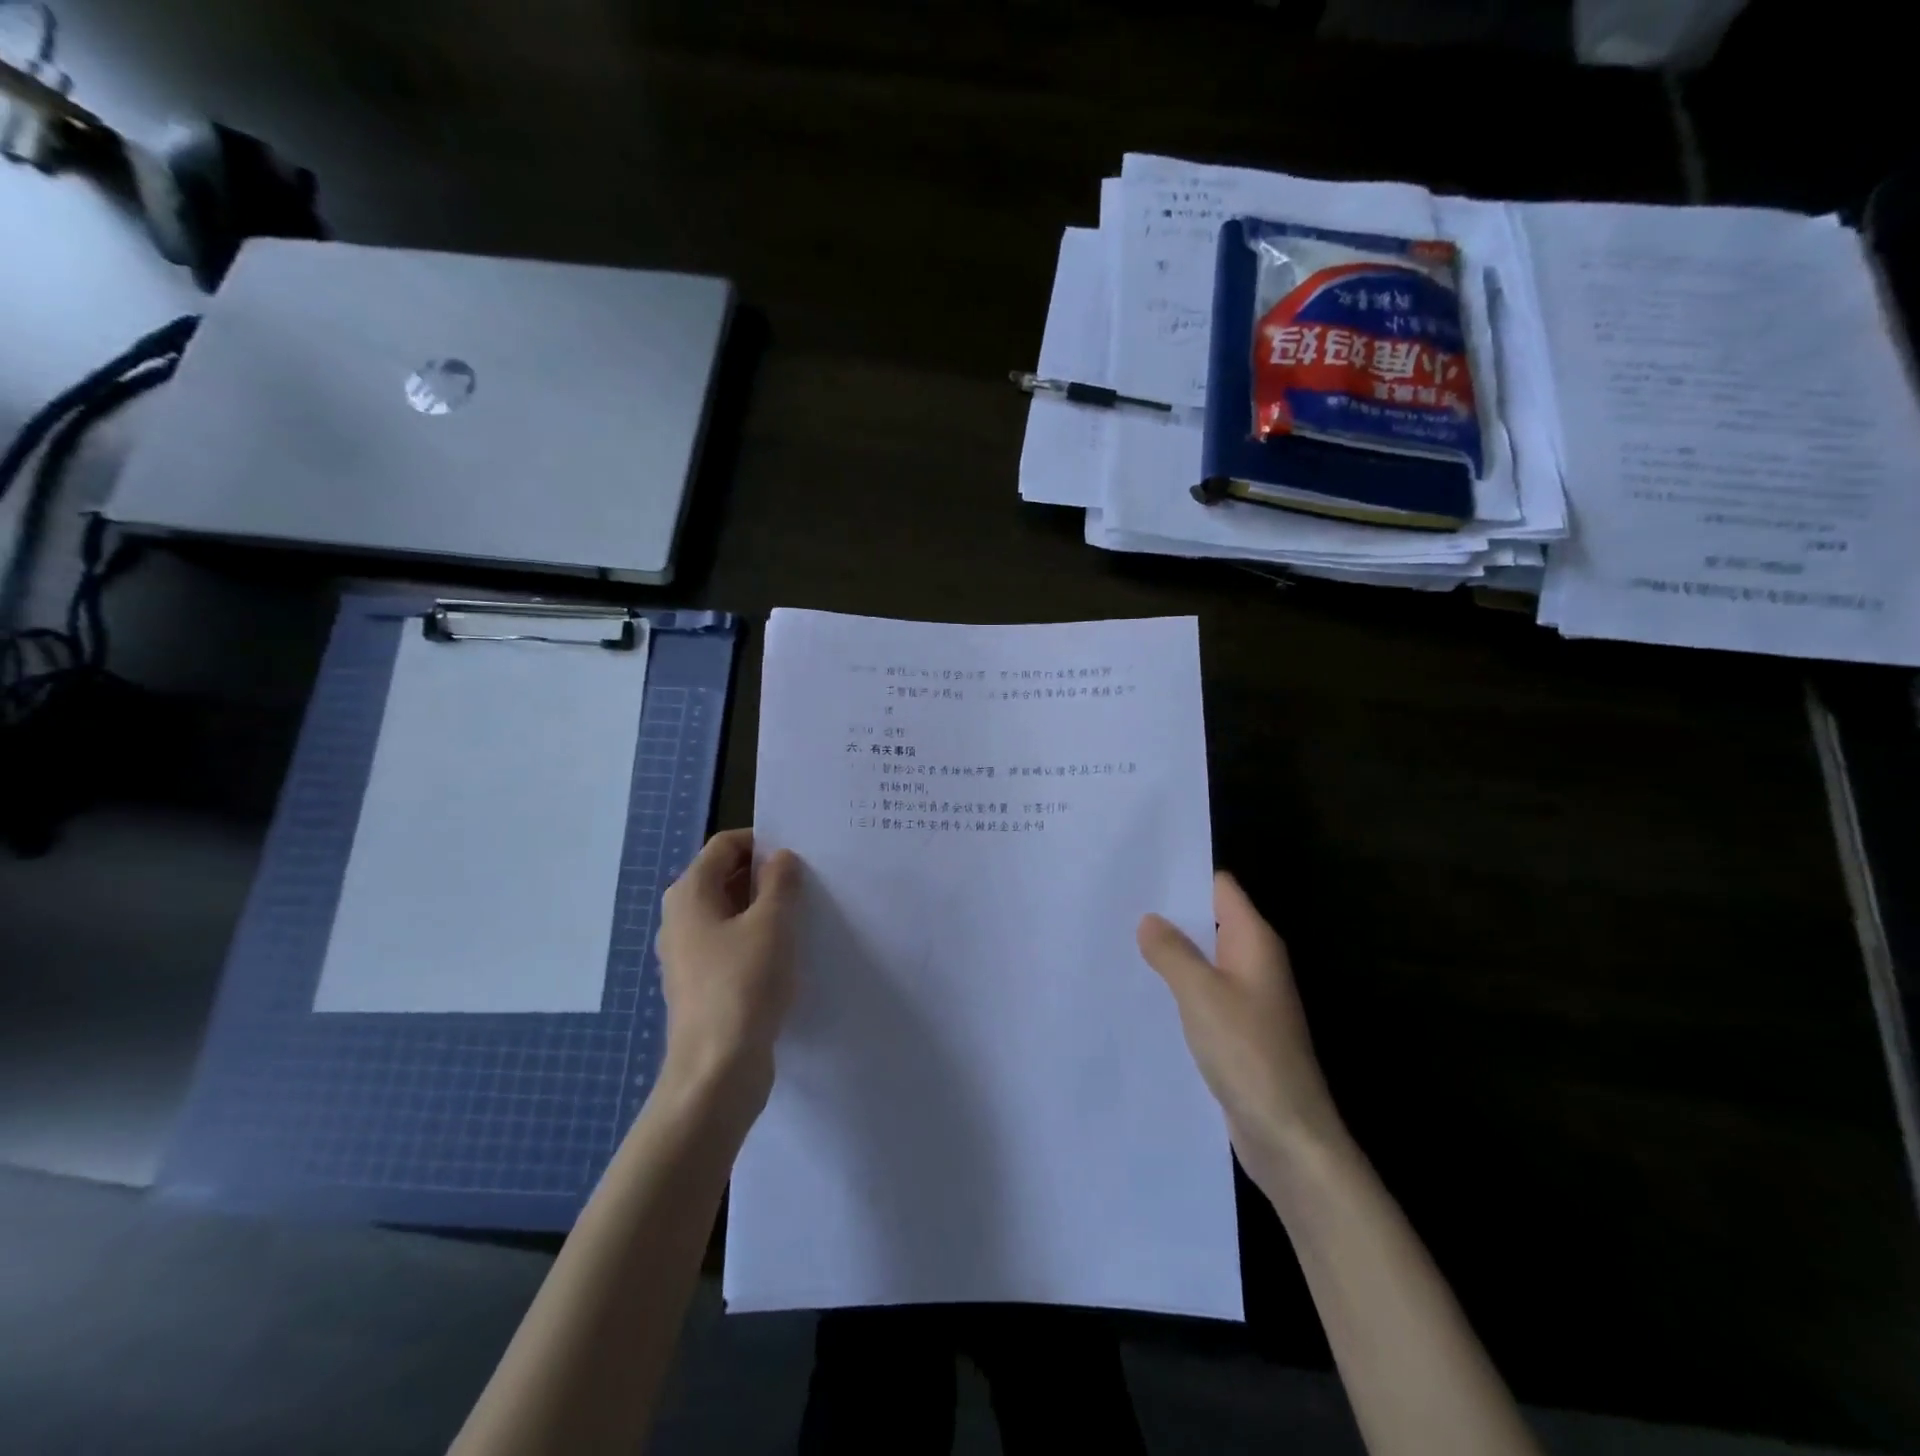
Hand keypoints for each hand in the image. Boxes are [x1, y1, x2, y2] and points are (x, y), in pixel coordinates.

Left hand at [654, 830, 802, 1125]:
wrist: (716, 1070)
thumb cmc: (743, 985)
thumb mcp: (772, 923)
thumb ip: (780, 882)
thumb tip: (781, 858)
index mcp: (690, 893)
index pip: (726, 845)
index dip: (762, 841)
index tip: (800, 854)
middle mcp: (681, 917)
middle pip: (725, 876)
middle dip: (766, 874)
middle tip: (809, 881)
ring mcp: (688, 953)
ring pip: (731, 912)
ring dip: (765, 907)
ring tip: (805, 914)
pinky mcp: (702, 982)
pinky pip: (731, 943)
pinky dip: (757, 938)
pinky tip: (788, 953)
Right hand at [1138, 872, 1344, 1190]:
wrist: (1288, 1135)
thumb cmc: (1247, 1052)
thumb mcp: (1200, 994)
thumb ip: (1172, 951)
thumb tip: (1149, 919)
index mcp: (1254, 941)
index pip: (1220, 888)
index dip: (1184, 875)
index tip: (1140, 870)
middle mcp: (1254, 962)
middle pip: (1209, 920)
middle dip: (1169, 913)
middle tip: (1117, 903)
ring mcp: (1248, 998)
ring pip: (1204, 959)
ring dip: (1170, 952)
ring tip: (1119, 940)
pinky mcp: (1238, 1030)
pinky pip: (1203, 993)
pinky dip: (1177, 986)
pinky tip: (1144, 990)